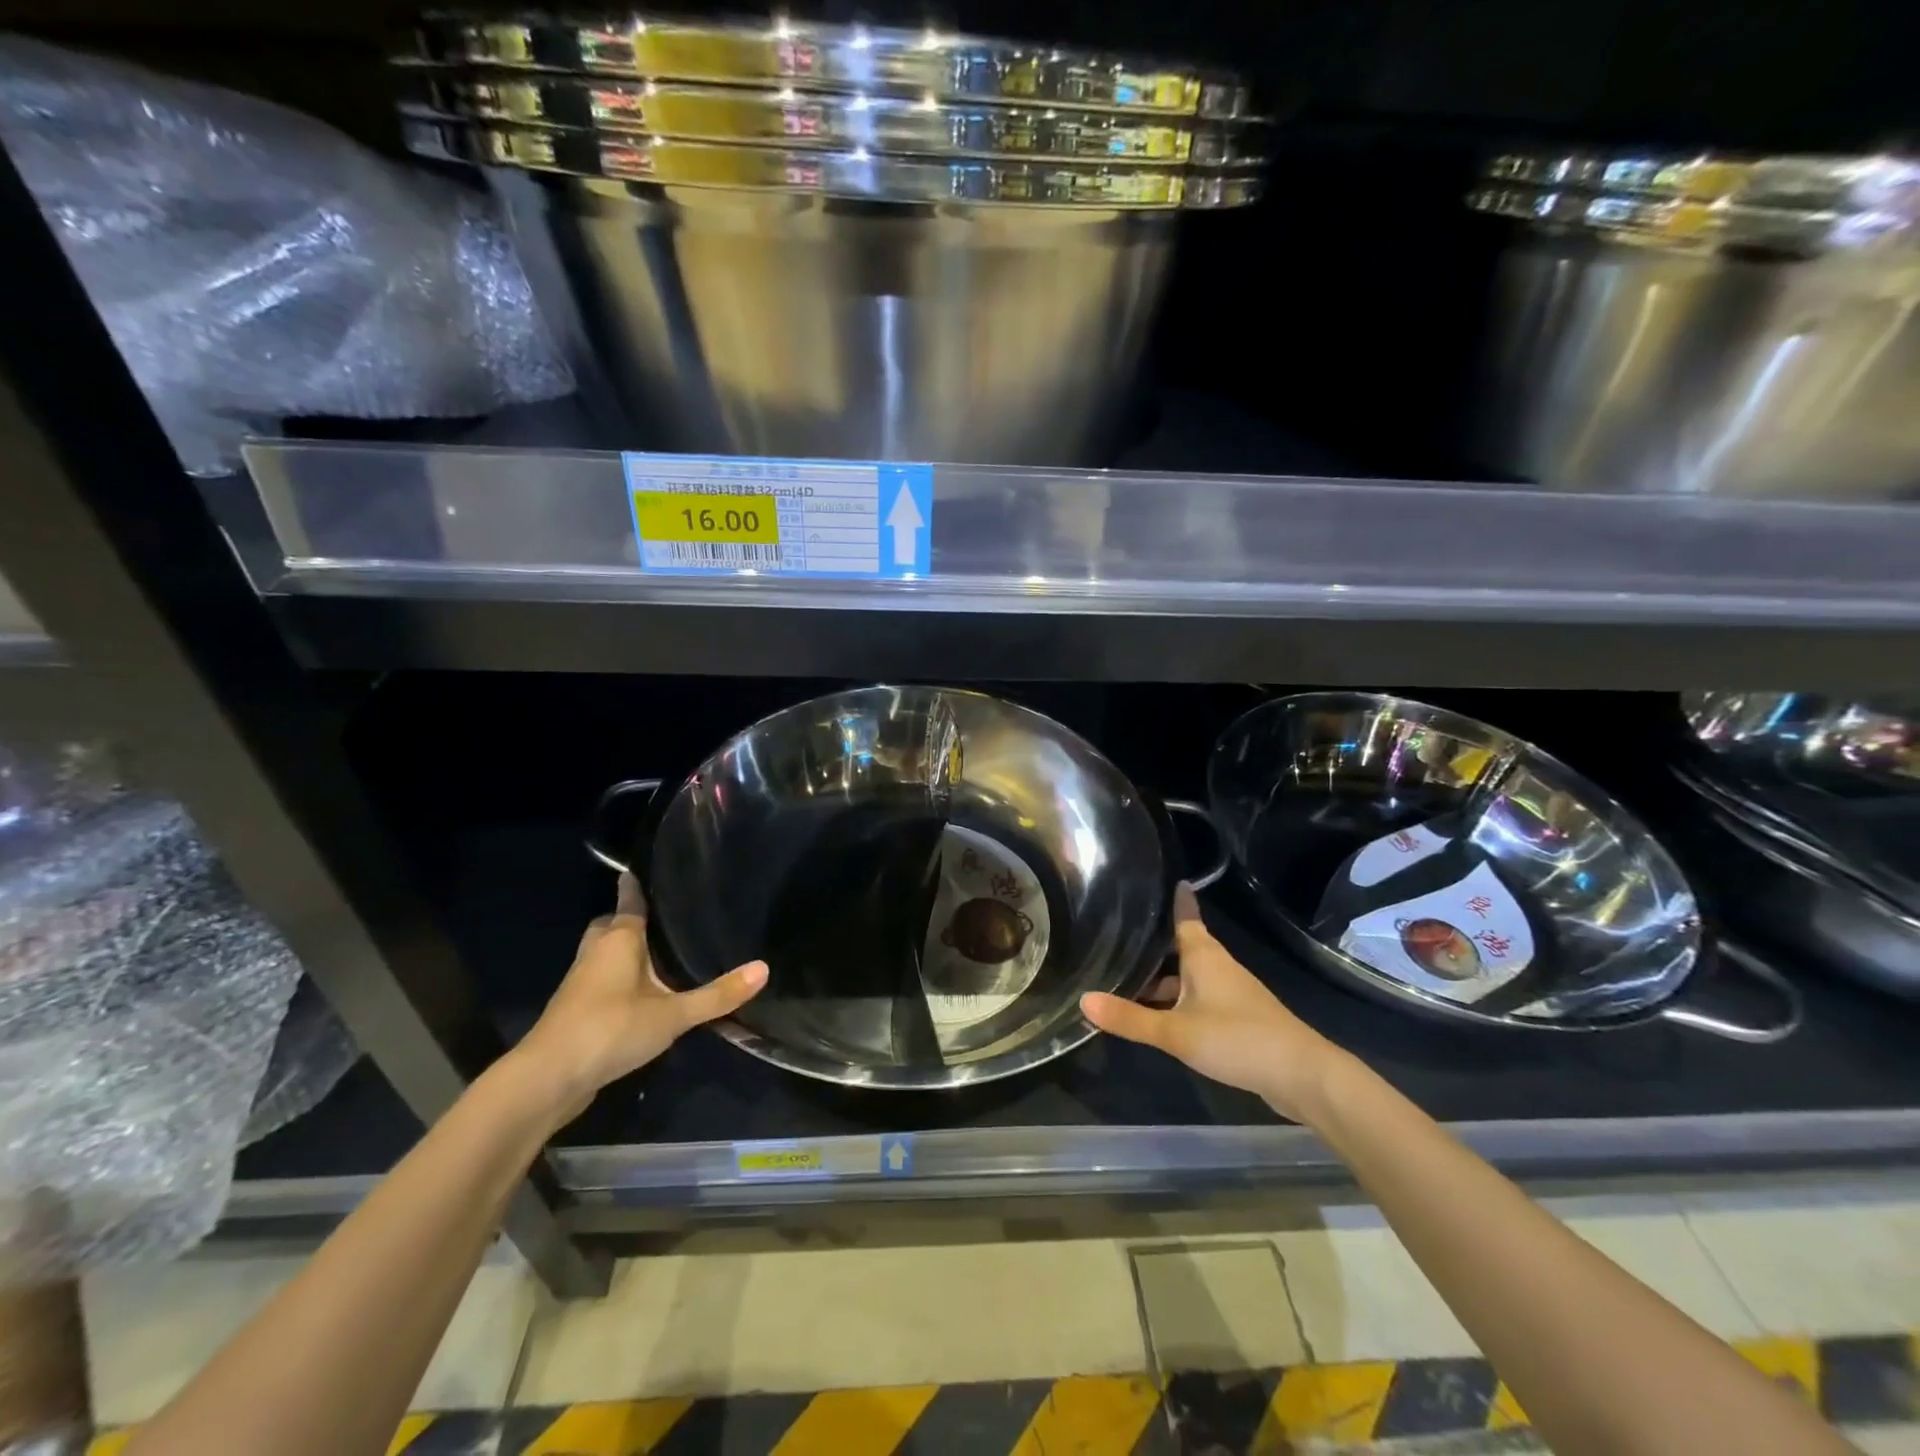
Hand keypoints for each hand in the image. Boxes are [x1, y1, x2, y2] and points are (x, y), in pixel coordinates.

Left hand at [513, 873, 766, 1118]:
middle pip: (609, 926)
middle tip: (660, 919)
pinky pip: (599, 982)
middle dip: (627, 920)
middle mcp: (595, 954)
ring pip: (601, 955)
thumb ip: (717, 995)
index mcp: (618, 940)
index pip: (629, 901)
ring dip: (621, 952)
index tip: (644, 869)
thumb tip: (764, 969)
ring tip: (657, 955)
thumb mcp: (672, 1015)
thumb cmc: (609, 1030)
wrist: (547, 1080)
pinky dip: (616, 980)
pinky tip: (640, 995)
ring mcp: (580, 984)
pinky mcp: (575, 1012)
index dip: (636, 885)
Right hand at [1080, 884, 1348, 1122]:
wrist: (1301, 1075)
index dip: (1175, 898)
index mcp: (1203, 955)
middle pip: (1181, 949)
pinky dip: (1178, 1003)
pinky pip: (1199, 1000)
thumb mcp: (1175, 1031)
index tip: (1165, 878)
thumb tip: (1082, 1000)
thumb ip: (1129, 1018)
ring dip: (1163, 981)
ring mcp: (1230, 993)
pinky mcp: (1238, 1018)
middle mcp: (1217, 967)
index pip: (1185, 916)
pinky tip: (1159, 1019)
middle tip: (1117, 939)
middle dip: (1153, 946)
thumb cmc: (1236, 1038)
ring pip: (1189, 977)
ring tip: (1127, 984)